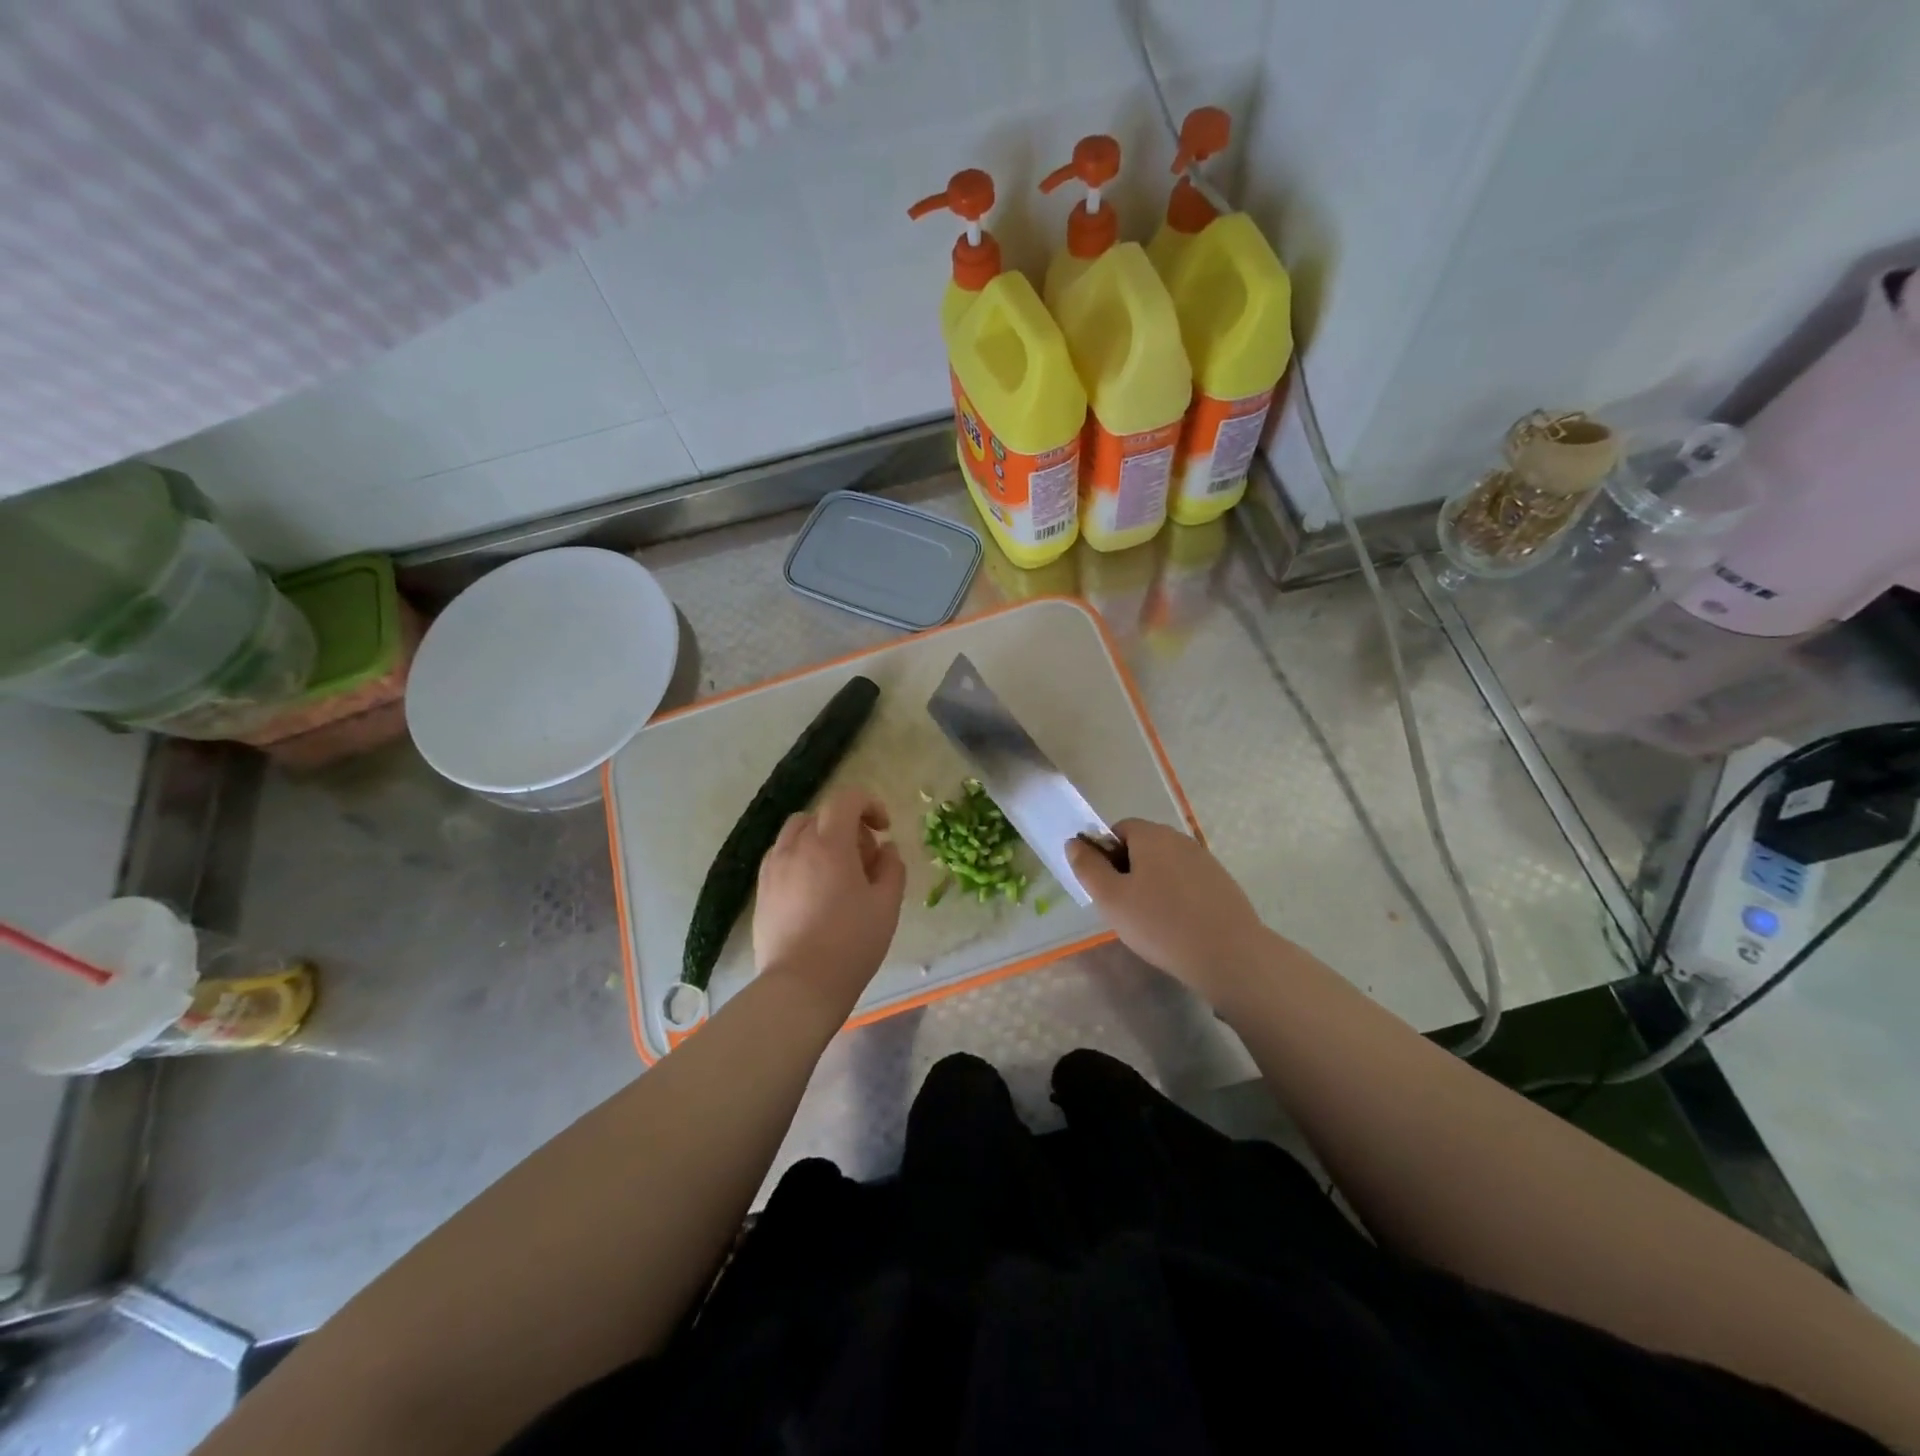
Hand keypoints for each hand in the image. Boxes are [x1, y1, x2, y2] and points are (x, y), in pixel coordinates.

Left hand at [753, 787, 905, 1017]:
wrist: (800, 986)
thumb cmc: (851, 943)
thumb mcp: (887, 905)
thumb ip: (892, 868)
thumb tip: (886, 849)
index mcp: (829, 844)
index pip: (847, 799)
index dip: (870, 805)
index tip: (884, 829)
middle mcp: (796, 846)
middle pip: (821, 814)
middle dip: (848, 826)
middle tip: (865, 860)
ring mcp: (773, 867)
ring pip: (797, 833)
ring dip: (821, 839)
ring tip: (837, 873)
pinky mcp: (762, 890)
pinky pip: (781, 856)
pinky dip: (801, 858)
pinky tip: (813, 890)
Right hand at [1067, 820, 1268, 1003]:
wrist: (1229, 955)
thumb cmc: (1160, 923)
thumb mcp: (1111, 898)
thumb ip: (1088, 867)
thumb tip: (1074, 843)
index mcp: (1152, 835)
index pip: (1119, 830)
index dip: (1106, 855)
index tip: (1107, 888)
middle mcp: (1180, 839)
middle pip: (1143, 846)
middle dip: (1129, 870)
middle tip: (1124, 907)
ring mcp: (1205, 860)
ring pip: (1166, 865)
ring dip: (1153, 884)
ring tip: (1151, 920)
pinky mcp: (1222, 883)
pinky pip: (1188, 882)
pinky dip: (1177, 897)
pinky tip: (1178, 926)